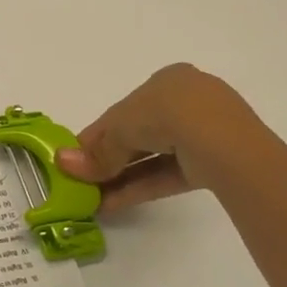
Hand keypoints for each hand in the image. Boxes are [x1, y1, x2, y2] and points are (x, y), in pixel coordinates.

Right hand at [56, 64, 266, 210]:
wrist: (223, 141)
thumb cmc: (166, 113)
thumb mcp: (122, 127)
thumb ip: (97, 151)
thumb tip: (62, 163)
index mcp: (166, 82)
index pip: (123, 110)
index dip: (96, 135)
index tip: (74, 158)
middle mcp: (185, 103)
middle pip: (137, 134)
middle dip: (108, 160)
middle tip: (81, 181)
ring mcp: (201, 135)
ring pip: (151, 157)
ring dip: (120, 178)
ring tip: (92, 200)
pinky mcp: (209, 164)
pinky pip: (166, 174)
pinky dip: (139, 187)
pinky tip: (111, 204)